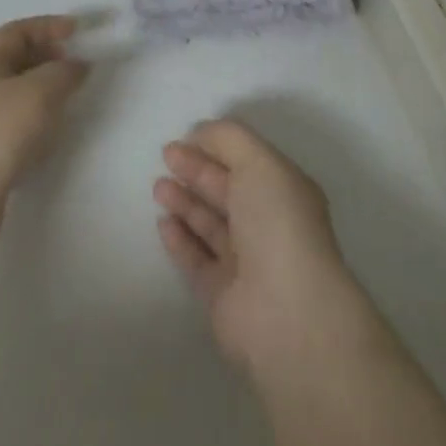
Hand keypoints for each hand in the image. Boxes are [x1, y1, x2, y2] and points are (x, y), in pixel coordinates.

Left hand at [0, 16, 87, 264]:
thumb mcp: (37, 92)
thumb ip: (63, 73)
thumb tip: (78, 65)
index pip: (18, 31)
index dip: (48, 26)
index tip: (78, 31)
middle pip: (16, 60)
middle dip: (49, 57)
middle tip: (78, 66)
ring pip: (17, 94)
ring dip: (45, 91)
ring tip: (71, 100)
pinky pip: (15, 125)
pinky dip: (37, 122)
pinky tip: (51, 136)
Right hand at [153, 119, 376, 379]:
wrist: (287, 312)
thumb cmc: (278, 224)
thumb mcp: (259, 162)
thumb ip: (228, 139)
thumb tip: (200, 133)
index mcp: (284, 191)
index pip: (246, 162)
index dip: (215, 147)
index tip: (184, 137)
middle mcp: (268, 224)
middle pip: (226, 191)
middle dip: (196, 171)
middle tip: (165, 156)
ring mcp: (246, 262)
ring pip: (210, 224)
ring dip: (184, 202)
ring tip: (158, 187)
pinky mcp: (222, 295)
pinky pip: (197, 260)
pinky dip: (180, 239)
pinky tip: (163, 222)